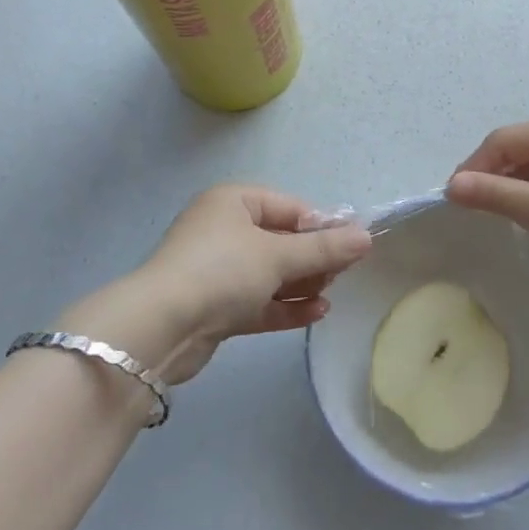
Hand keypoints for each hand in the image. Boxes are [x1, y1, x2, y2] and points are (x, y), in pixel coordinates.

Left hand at [61, 187, 371, 386]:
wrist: (161, 328)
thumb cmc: (222, 271)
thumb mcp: (278, 255)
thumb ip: (324, 249)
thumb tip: (366, 237)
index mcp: (232, 201)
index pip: (289, 207)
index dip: (321, 226)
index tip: (351, 247)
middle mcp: (223, 230)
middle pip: (281, 240)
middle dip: (312, 258)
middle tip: (341, 274)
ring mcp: (217, 270)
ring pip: (270, 273)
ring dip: (301, 283)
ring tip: (329, 295)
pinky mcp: (215, 307)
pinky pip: (258, 300)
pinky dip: (285, 305)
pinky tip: (316, 313)